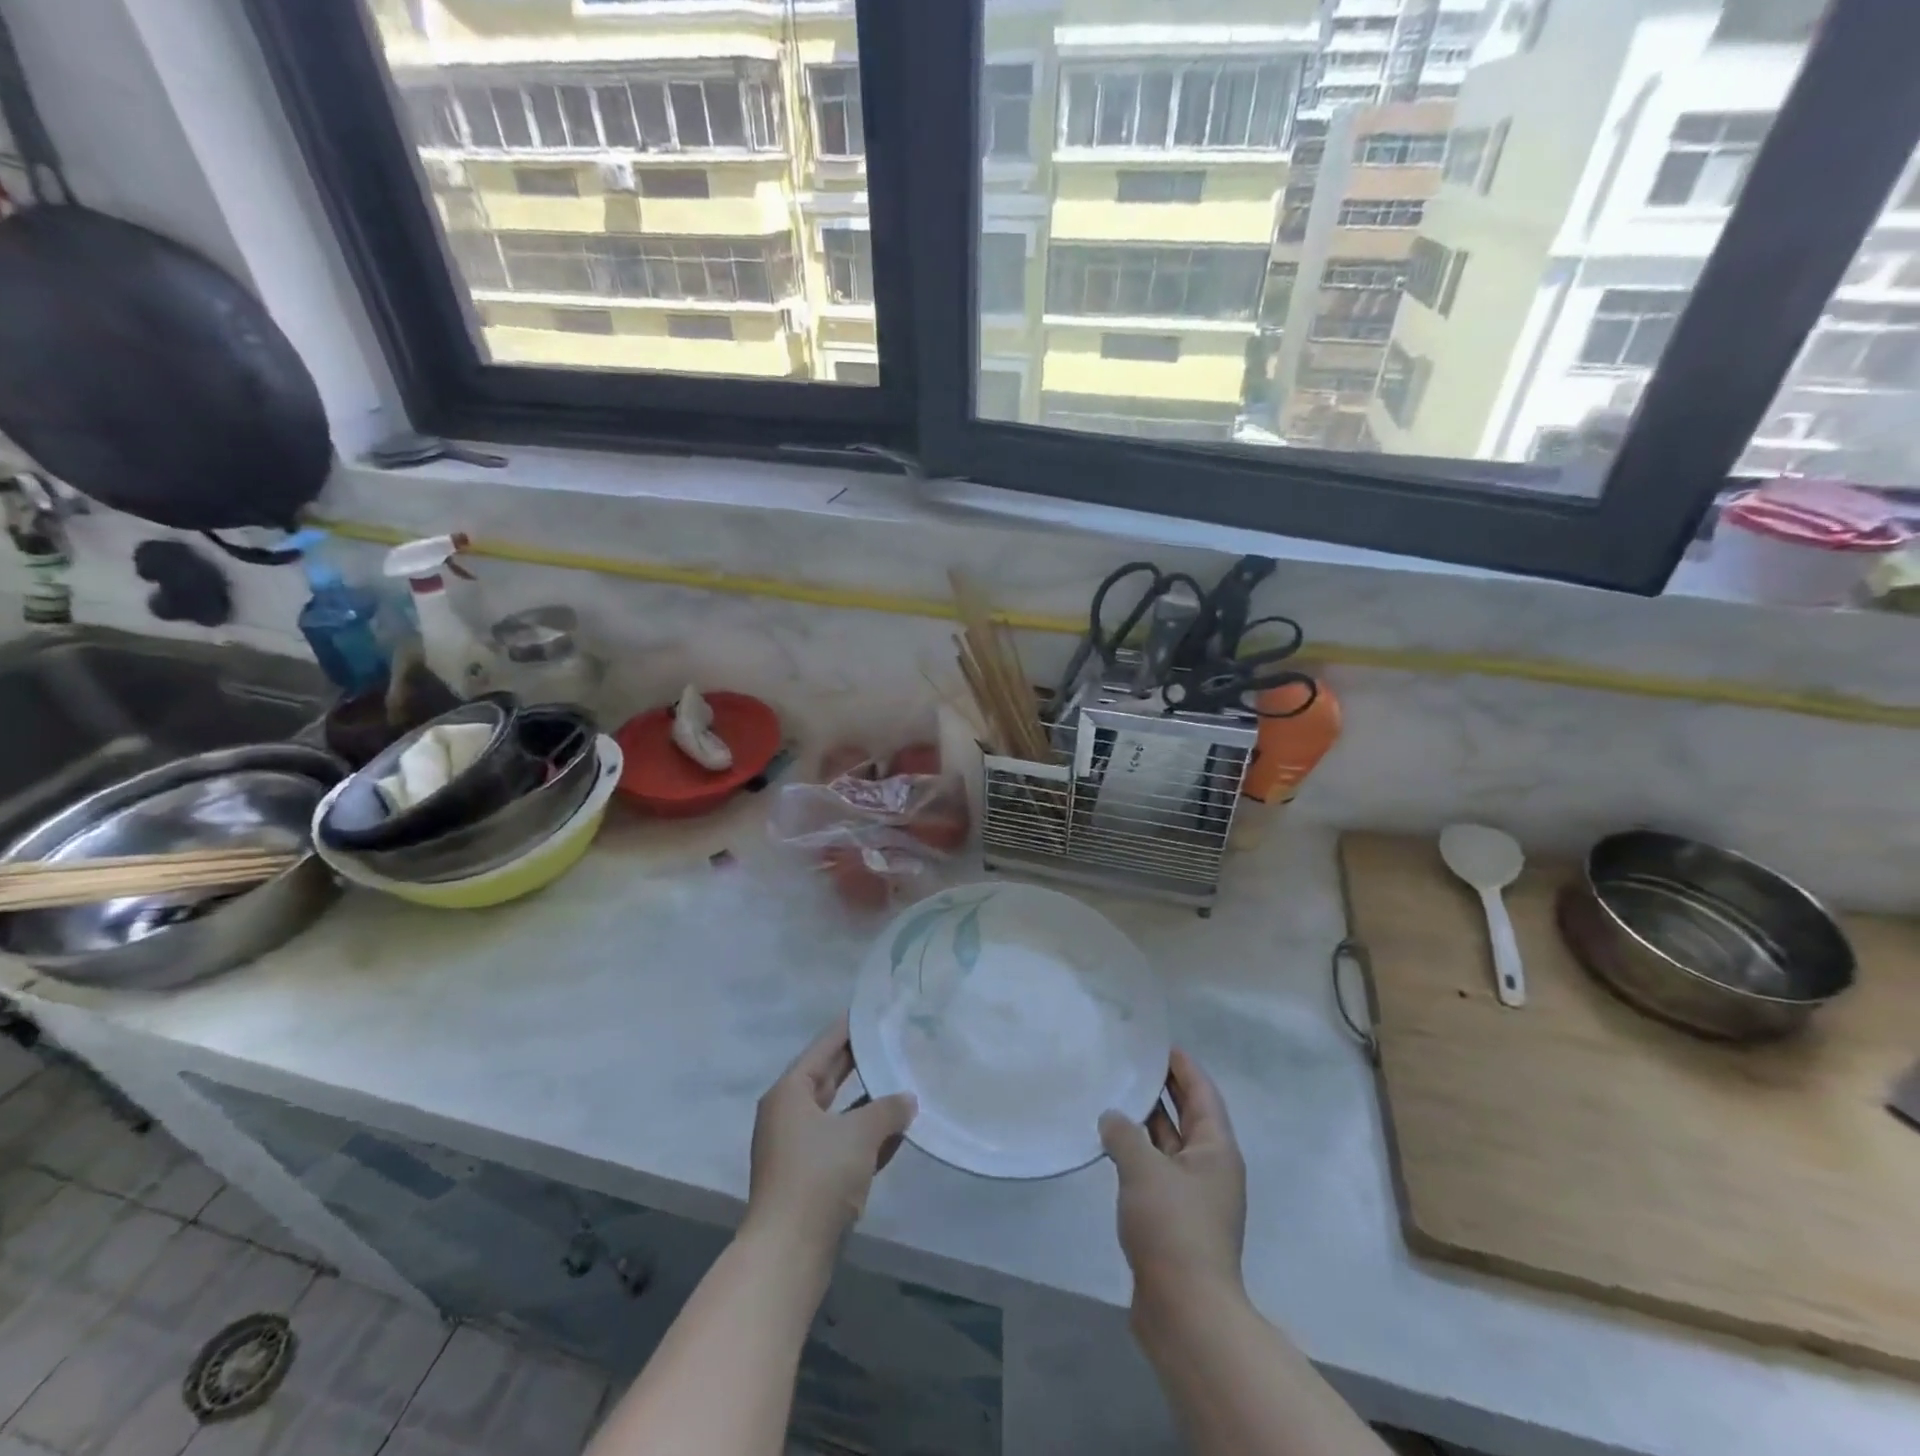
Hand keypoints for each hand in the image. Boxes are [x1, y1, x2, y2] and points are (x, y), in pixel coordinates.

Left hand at [745, 1015, 916, 1263]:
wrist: (788, 1253)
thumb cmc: (818, 1177)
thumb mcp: (859, 1134)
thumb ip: (887, 1109)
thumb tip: (908, 1099)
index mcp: (791, 1092)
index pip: (824, 1047)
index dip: (850, 1028)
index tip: (874, 1011)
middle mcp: (790, 1113)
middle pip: (830, 1076)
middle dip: (861, 1061)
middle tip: (893, 1039)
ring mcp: (798, 1147)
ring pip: (839, 1112)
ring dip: (868, 1101)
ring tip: (902, 1081)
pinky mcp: (810, 1177)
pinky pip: (842, 1142)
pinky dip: (866, 1134)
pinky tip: (897, 1131)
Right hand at [1099, 1049, 1247, 1311]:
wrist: (1186, 1312)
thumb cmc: (1173, 1227)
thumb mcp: (1144, 1169)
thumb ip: (1124, 1133)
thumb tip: (1111, 1117)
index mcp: (1216, 1150)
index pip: (1202, 1094)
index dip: (1183, 1067)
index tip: (1159, 1043)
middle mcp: (1210, 1169)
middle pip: (1188, 1117)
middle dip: (1164, 1089)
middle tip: (1133, 1061)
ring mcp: (1193, 1197)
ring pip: (1169, 1145)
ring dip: (1146, 1122)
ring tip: (1114, 1094)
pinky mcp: (1174, 1221)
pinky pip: (1156, 1172)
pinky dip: (1137, 1153)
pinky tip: (1111, 1145)